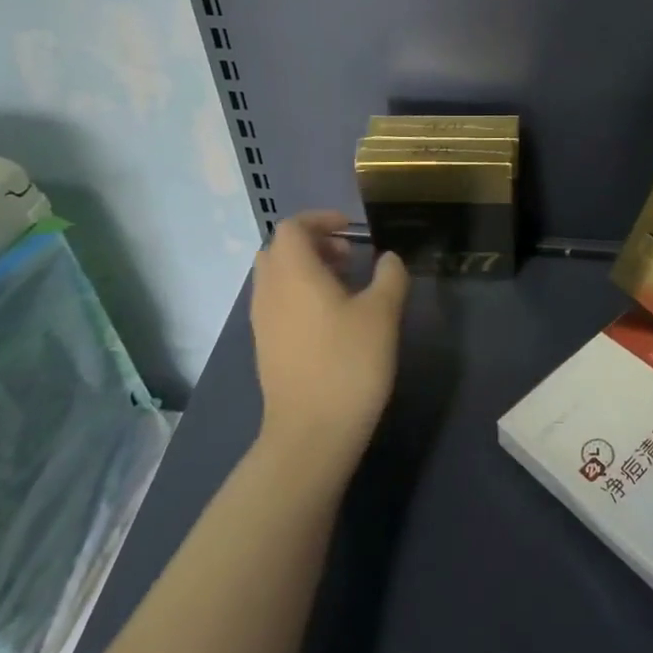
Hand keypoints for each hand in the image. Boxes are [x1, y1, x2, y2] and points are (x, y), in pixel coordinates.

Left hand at [250, 211, 409, 473]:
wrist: (311, 433)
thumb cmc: (349, 364)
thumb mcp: (383, 313)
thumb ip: (389, 276)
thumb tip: (388, 258)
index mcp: (294, 273)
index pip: (292, 227)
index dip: (320, 219)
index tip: (352, 230)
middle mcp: (270, 291)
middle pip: (279, 250)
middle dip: (312, 243)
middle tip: (348, 257)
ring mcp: (263, 322)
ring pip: (276, 277)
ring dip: (306, 270)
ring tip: (345, 288)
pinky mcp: (266, 347)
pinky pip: (276, 303)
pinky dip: (299, 295)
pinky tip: (331, 319)